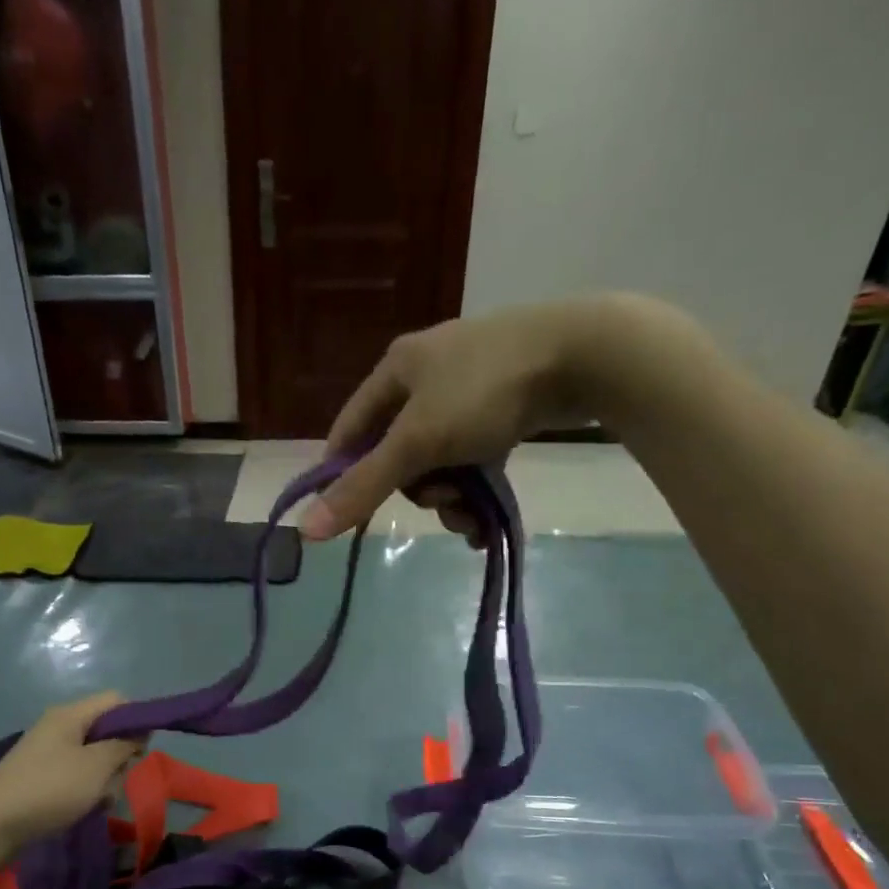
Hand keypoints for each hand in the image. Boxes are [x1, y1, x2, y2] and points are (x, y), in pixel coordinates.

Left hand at [0, 693, 143, 855]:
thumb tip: (139, 732)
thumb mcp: (96, 767)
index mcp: (70, 715)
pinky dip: (86, 790)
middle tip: (116, 779)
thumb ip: (124, 744)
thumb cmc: (49, 790)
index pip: (116, 701)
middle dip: (120, 755)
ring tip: (99, 800)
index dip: (136, 719)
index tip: (142, 750)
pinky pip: (76, 775)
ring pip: (94, 757)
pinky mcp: (41, 776)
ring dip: (104, 778)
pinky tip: (85, 808)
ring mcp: (48, 752)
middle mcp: (58, 727)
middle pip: (106, 730)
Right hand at [299, 293, 722, 542]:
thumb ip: (363, 488)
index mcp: (396, 369)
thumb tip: (306, 531)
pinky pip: (472, 459)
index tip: (353, 514)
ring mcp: (466, 392)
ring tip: (473, 518)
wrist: (583, 356)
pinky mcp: (502, 409)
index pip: (349, 431)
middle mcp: (426, 376)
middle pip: (398, 454)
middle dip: (419, 491)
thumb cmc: (485, 392)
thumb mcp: (417, 444)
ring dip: (451, 500)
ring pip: (439, 463)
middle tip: (443, 501)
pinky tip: (488, 519)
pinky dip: (476, 489)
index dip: (345, 475)